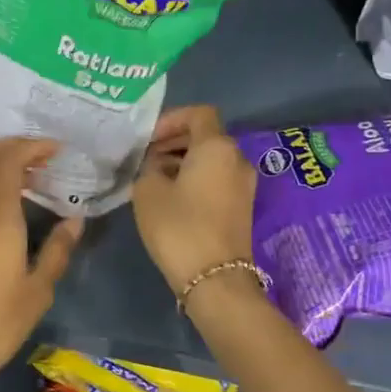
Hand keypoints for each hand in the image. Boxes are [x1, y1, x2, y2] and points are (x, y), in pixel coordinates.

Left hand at [0, 138, 83, 382]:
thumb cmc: (0, 321)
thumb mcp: (39, 289)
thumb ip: (58, 249)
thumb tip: (75, 221)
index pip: (8, 160)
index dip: (32, 146)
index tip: (58, 150)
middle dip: (14, 144)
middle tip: (44, 156)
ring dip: (3, 162)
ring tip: (36, 177)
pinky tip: (17, 202)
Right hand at [131, 106, 256, 295]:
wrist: (215, 278)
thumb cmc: (179, 227)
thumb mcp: (148, 191)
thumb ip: (150, 167)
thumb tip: (158, 165)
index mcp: (217, 146)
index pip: (198, 113)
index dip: (171, 119)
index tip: (148, 139)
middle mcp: (237, 159)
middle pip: (206, 136)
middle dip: (175, 141)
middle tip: (146, 158)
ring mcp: (244, 185)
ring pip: (212, 159)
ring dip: (184, 162)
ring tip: (154, 179)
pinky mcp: (242, 207)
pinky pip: (217, 179)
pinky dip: (196, 179)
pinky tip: (172, 198)